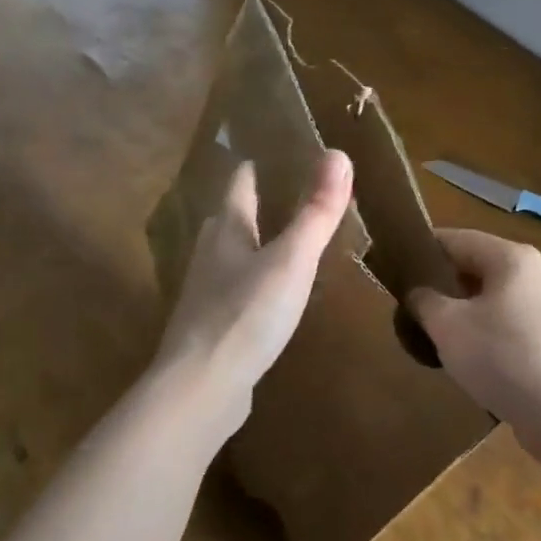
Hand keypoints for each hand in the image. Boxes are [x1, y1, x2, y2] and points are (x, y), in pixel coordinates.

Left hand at [150, 150, 353, 439]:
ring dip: (251, 244)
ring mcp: (206, 293)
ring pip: (229, 256)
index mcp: (227, 230)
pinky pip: (233, 292)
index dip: (254, 167)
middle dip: (251, 204)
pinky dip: (251, 282)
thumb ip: (316, 212)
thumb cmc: (247, 314)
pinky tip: (267, 296)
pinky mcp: (210, 327)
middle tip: (282, 195)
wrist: (202, 387)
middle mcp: (210, 255)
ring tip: (279, 241)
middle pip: (229, 218)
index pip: (239, 184)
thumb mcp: (292, 260)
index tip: (271, 153)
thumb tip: (338, 154)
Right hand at [409, 229, 540, 468]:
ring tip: (441, 333)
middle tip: (415, 305)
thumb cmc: (503, 359)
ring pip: (499, 296)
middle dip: (447, 284)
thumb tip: (419, 292)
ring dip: (469, 310)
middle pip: (481, 266)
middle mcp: (540, 271)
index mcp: (513, 257)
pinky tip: (477, 357)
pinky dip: (492, 330)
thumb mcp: (448, 327)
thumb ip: (424, 301)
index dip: (425, 249)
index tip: (398, 267)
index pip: (458, 238)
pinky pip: (517, 321)